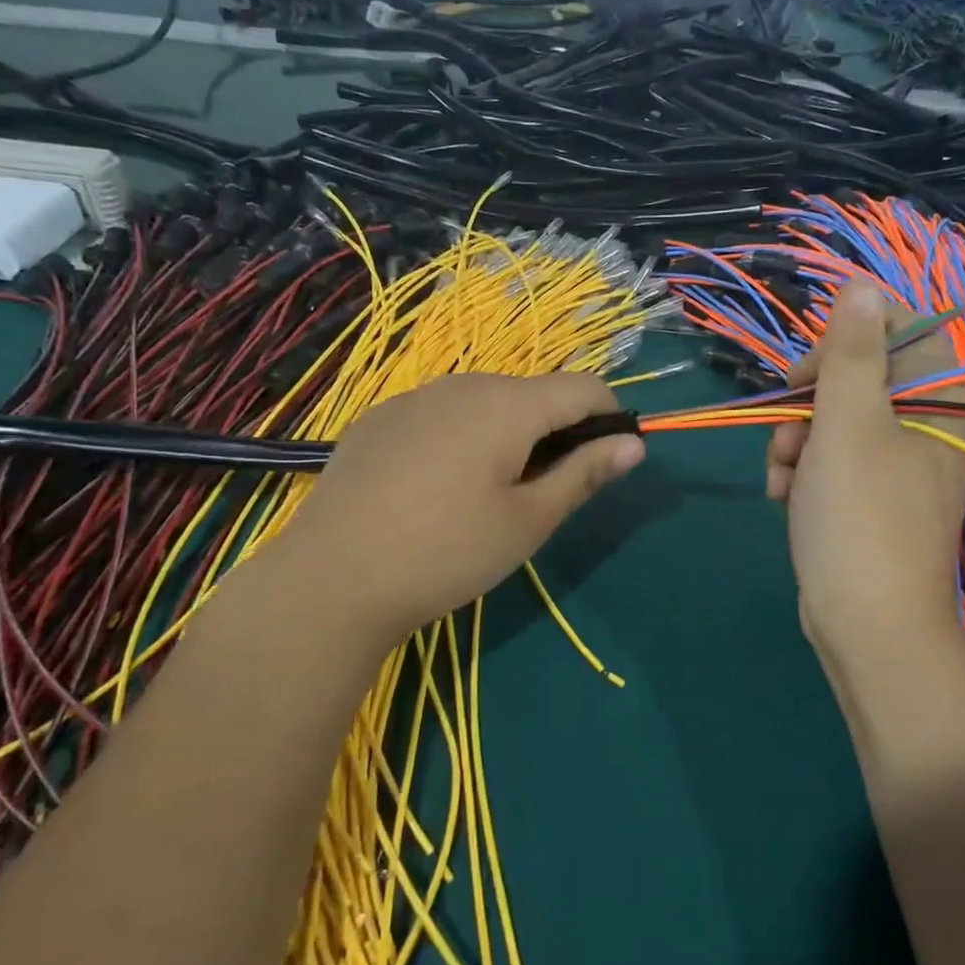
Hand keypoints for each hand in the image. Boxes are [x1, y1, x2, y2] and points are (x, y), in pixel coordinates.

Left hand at [267, 373, 644, 648]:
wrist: (330, 579)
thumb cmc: (446, 553)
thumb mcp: (528, 522)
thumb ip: (584, 474)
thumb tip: (635, 443)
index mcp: (508, 404)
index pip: (584, 387)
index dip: (609, 418)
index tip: (605, 463)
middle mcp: (463, 384)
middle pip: (533, 393)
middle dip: (555, 432)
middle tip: (541, 496)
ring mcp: (414, 397)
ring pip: (485, 403)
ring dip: (508, 435)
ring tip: (486, 496)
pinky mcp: (379, 418)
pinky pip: (441, 415)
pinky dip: (461, 438)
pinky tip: (435, 490)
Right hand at [767, 280, 964, 665]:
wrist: (868, 627)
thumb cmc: (859, 517)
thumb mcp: (846, 424)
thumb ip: (851, 351)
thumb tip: (864, 283)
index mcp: (941, 400)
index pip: (898, 330)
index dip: (845, 341)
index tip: (810, 374)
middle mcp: (930, 427)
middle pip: (858, 377)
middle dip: (809, 403)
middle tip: (787, 432)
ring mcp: (901, 466)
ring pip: (837, 421)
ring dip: (797, 441)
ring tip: (783, 477)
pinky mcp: (874, 500)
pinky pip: (835, 462)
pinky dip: (805, 472)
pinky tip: (785, 497)